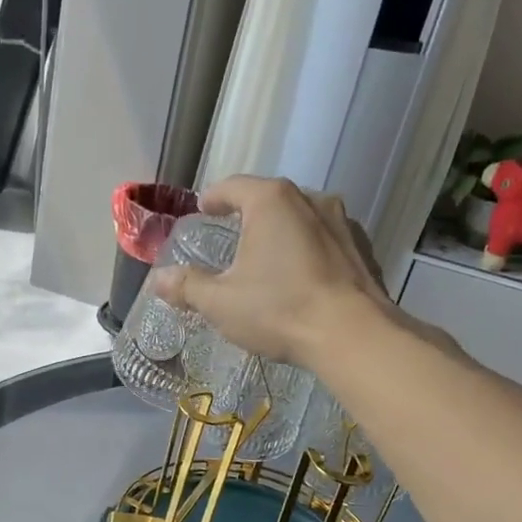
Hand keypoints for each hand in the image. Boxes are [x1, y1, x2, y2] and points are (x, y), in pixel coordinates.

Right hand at [149, 176, 392, 366]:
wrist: (354, 336)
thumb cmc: (279, 309)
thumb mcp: (221, 302)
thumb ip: (187, 287)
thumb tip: (158, 280)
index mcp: (271, 201)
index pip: (233, 186)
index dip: (213, 198)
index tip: (203, 210)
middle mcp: (310, 199)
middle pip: (269, 199)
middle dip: (248, 215)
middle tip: (231, 236)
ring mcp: (342, 222)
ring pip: (301, 218)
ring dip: (281, 232)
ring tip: (267, 258)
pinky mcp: (362, 249)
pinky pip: (325, 240)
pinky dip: (308, 250)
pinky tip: (300, 277)